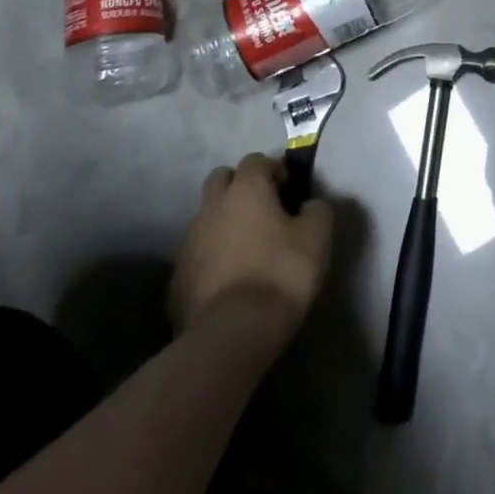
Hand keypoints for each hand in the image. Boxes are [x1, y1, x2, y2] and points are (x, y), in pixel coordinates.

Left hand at [170, 153, 332, 350]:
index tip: (289, 194)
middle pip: (221, 178)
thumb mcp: (318, 237)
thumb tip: (309, 205)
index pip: (256, 160)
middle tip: (263, 211)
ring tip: (246, 249)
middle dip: (240, 187)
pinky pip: (197, 253)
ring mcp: (189, 241)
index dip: (274, 171)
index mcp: (246, 189)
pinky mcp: (177, 277)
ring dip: (224, 222)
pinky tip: (229, 278)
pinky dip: (211, 256)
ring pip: (206, 216)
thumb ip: (317, 210)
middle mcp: (212, 206)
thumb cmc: (280, 274)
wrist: (231, 334)